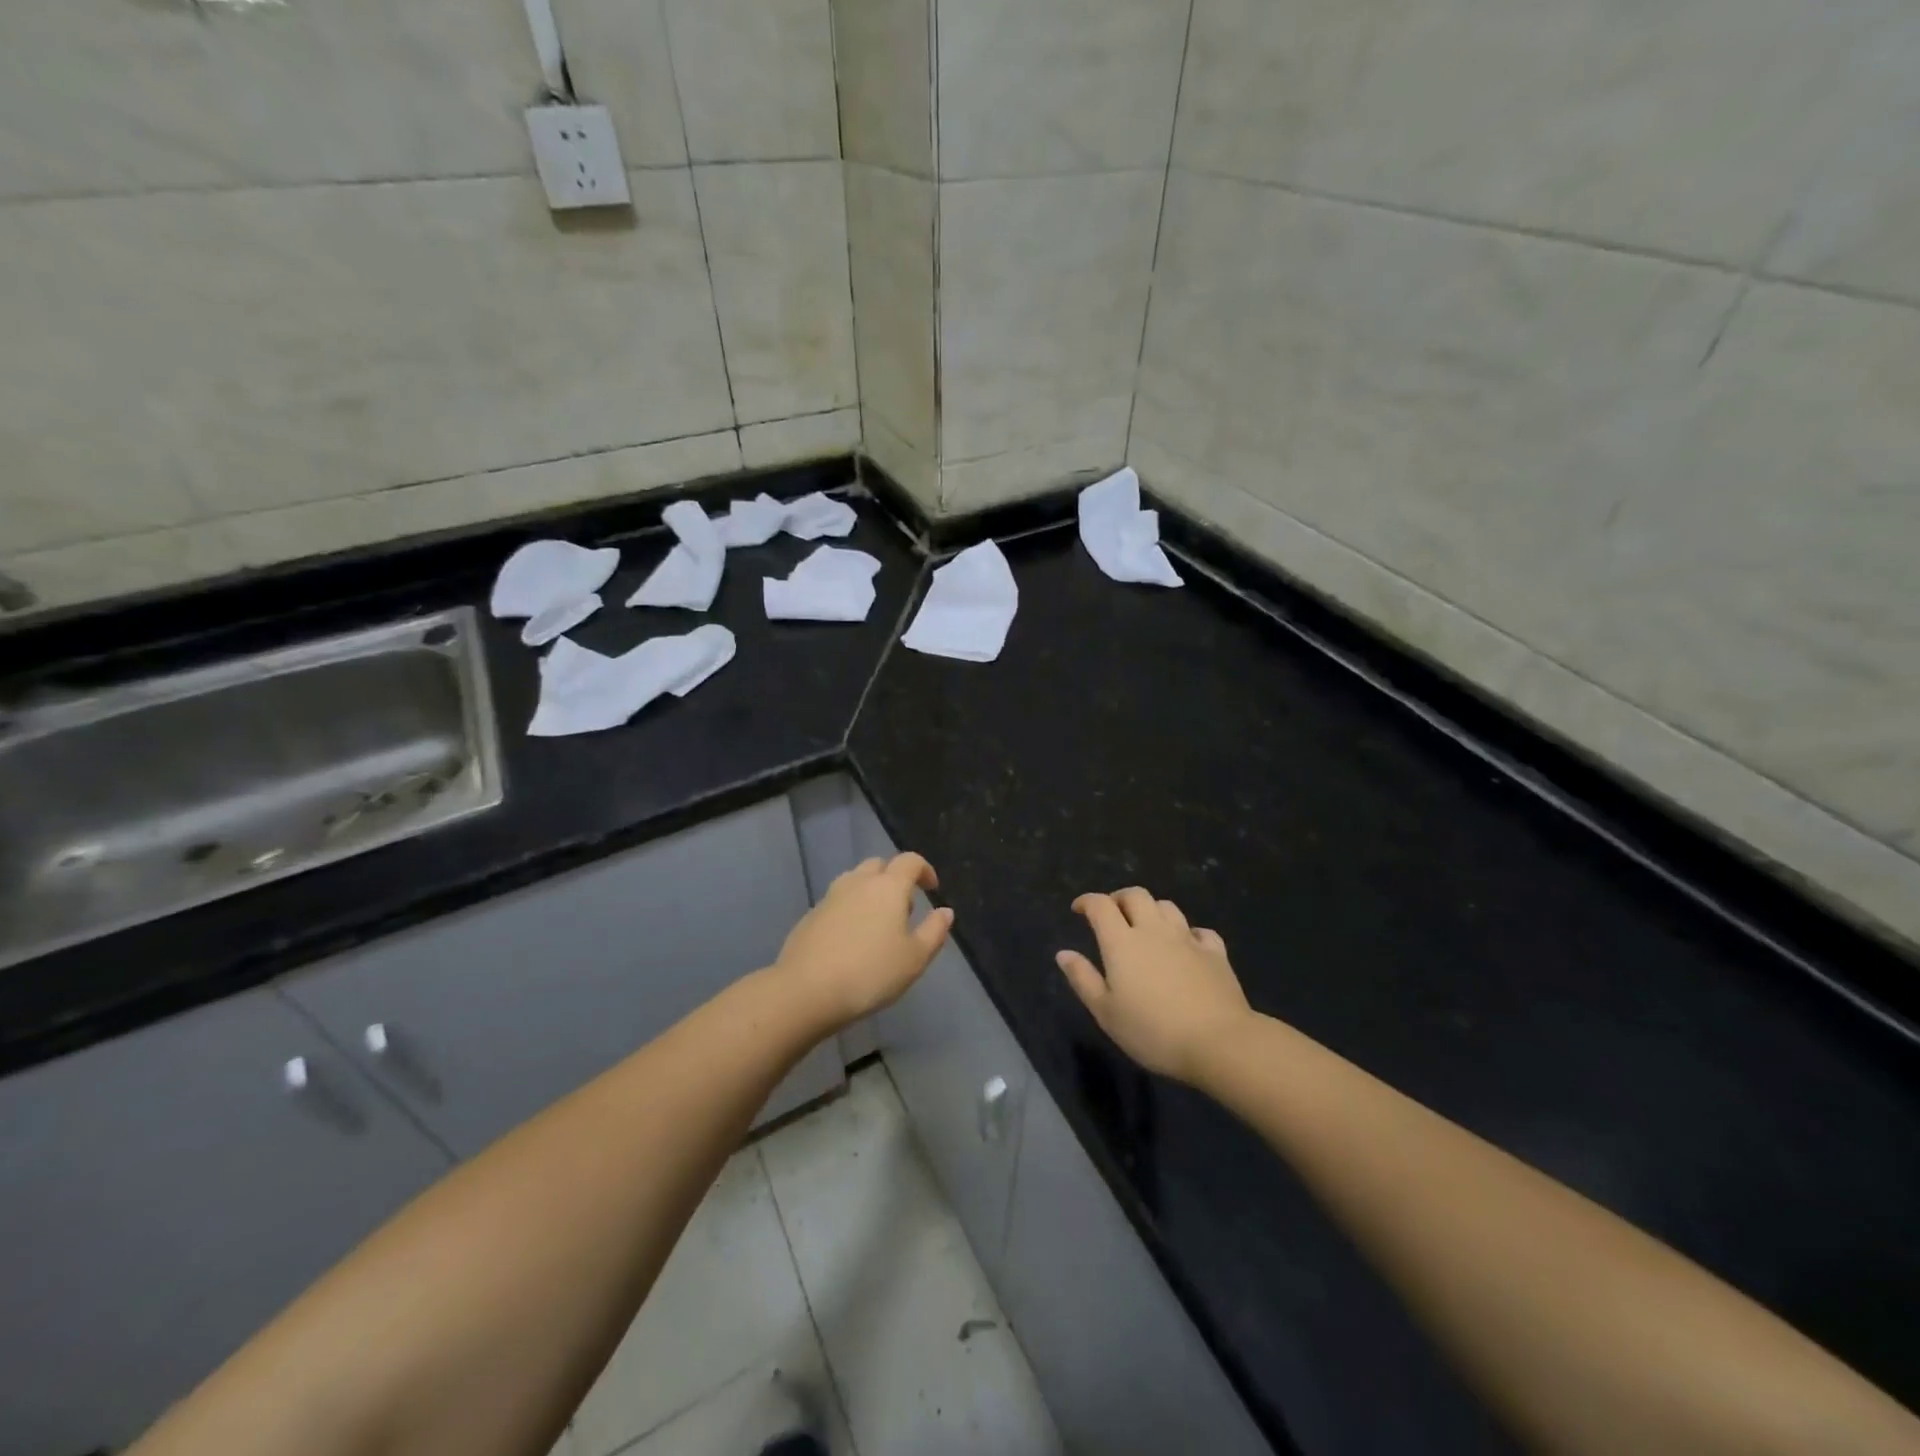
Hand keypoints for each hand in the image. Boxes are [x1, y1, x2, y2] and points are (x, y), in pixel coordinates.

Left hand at [775, 854, 953, 1028]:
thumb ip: (934, 931)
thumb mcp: (915, 958)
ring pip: (855, 881)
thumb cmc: (870, 973)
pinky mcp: (810, 916)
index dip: (925, 870)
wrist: (806, 990)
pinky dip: (849, 910)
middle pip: (879, 865)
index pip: (910, 861)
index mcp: (888, 886)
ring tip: (877, 924)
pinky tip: (850, 940)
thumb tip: (945, 911)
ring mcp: (830, 897)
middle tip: (904, 909)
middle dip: (895, 878)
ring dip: (870, 892)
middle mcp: (858, 882)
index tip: (932, 889)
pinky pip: (837, 902)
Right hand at [1056, 888, 1251, 1084]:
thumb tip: (1063, 953)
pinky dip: (1188, 932)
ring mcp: (1187, 939)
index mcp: (1122, 942)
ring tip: (1146, 926)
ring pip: (1167, 907)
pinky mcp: (1215, 953)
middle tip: (1112, 914)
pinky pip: (1199, 930)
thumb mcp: (1106, 1012)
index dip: (1086, 902)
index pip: (1100, 905)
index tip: (1078, 909)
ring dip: (1152, 910)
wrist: (1218, 1042)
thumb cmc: (1152, 1031)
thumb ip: (1083, 979)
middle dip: (1119, 898)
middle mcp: (1154, 930)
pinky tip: (1186, 945)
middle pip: (1136, 895)